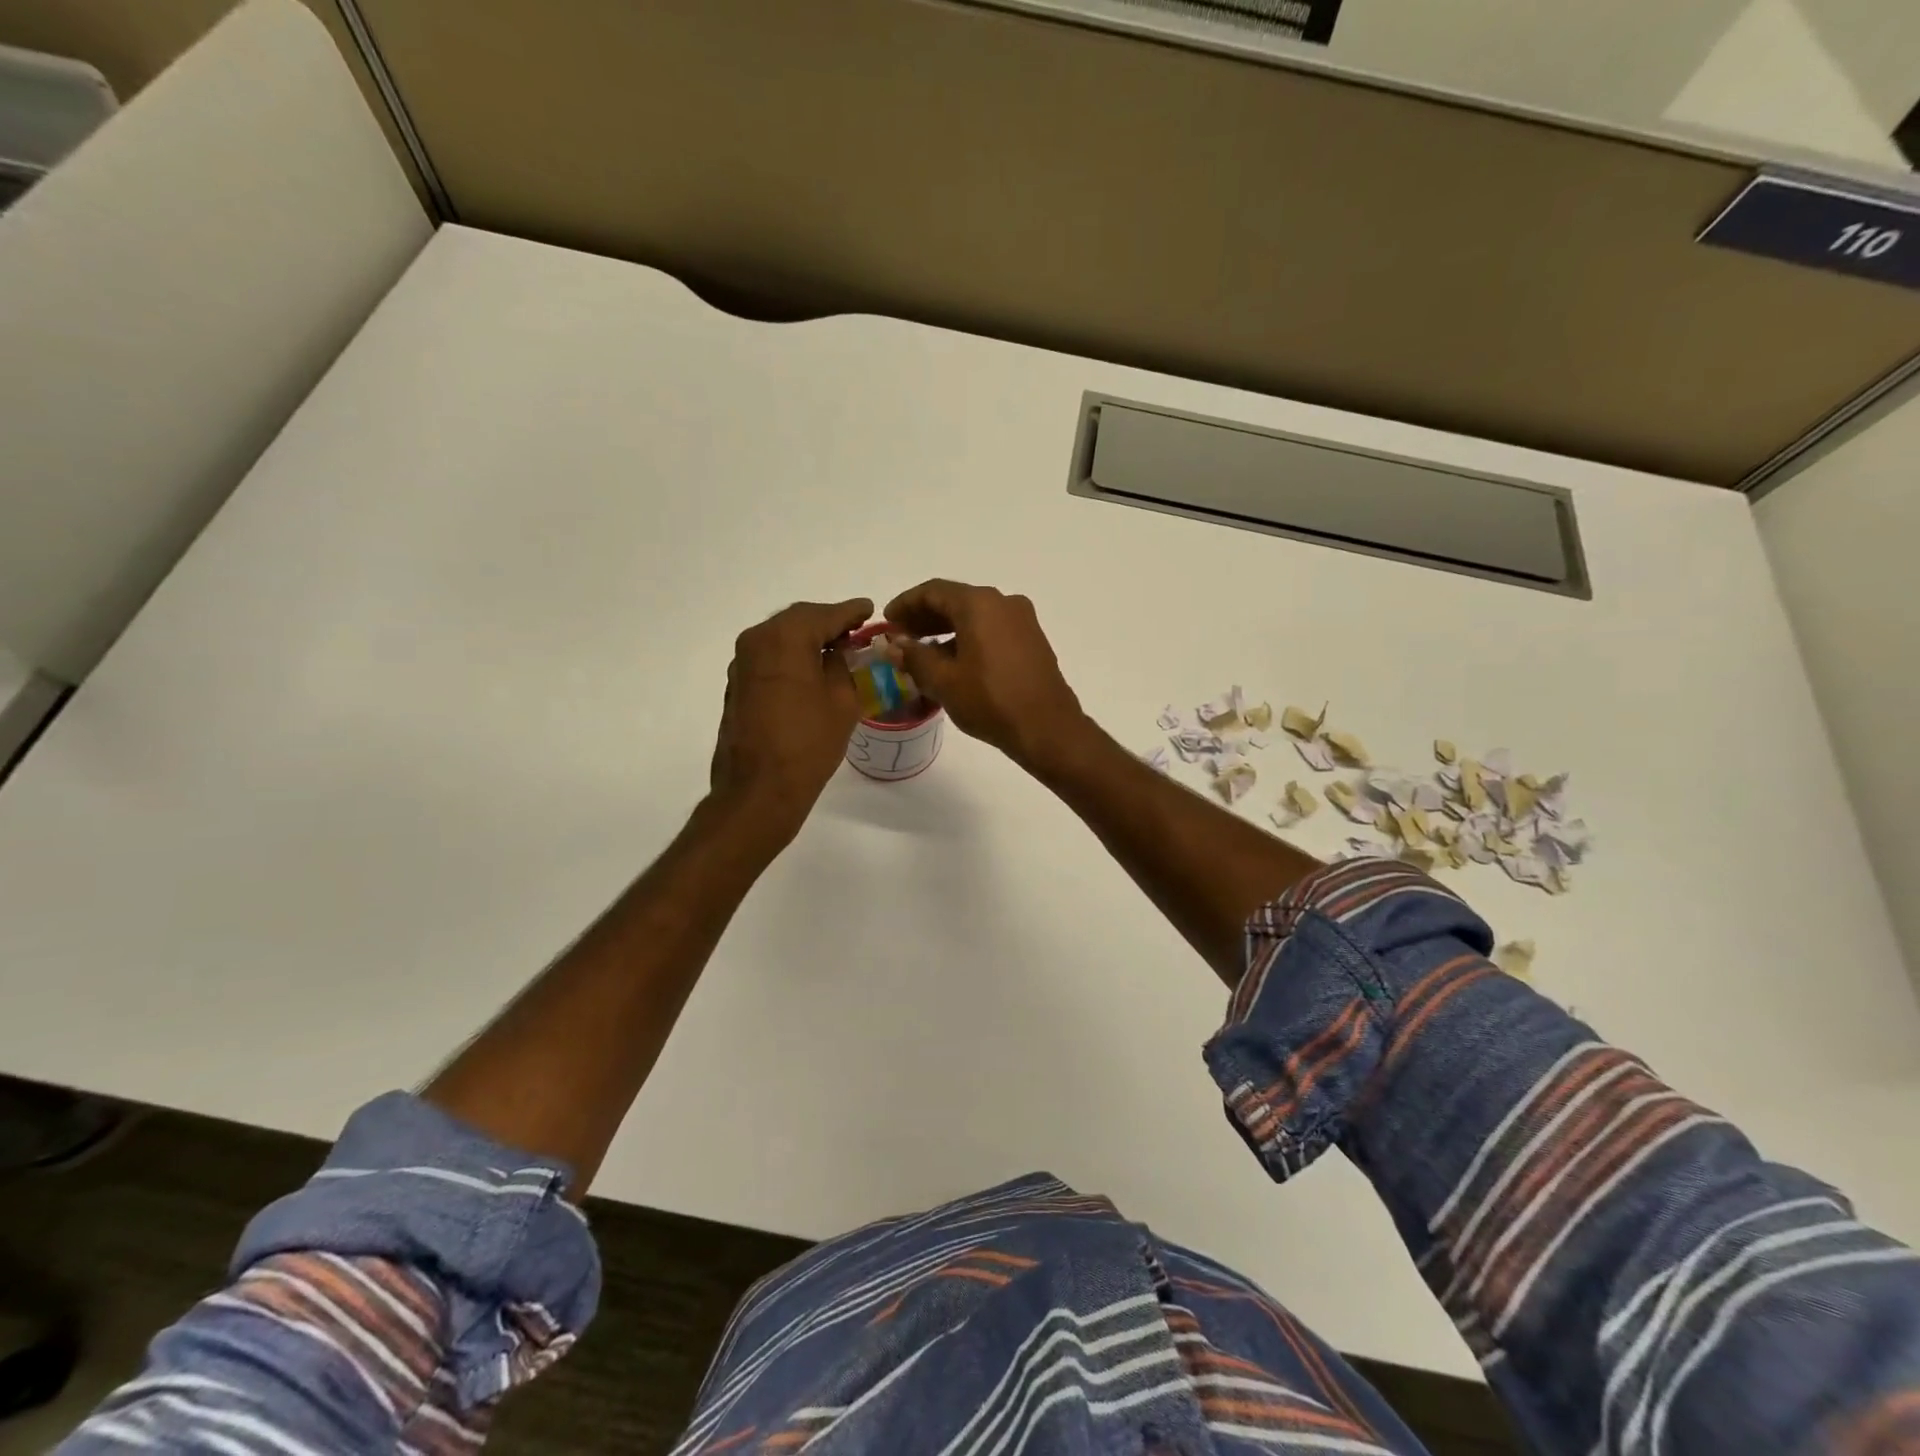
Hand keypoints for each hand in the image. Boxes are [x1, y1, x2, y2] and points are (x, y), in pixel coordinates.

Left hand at [710, 598, 872, 841]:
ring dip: (807, 639)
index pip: (824, 614)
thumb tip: (839, 652)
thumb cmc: (808, 744)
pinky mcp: (737, 686)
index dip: (850, 612)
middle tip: (855, 630)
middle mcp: (756, 641)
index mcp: (785, 638)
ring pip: (780, 638)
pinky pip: (769, 658)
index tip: (869, 609)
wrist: (759, 789)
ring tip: (836, 649)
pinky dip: (791, 656)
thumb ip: (842, 666)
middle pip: (798, 620)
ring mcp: (741, 664)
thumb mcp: (842, 701)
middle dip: (828, 622)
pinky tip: (810, 670)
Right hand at [883, 580, 1085, 768]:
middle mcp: (1003, 602)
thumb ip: (914, 657)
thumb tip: (895, 645)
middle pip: (955, 600)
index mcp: (979, 604)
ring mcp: (1022, 620)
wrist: (1047, 728)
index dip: (905, 604)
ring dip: (946, 628)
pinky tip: (954, 661)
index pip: (933, 591)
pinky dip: (968, 637)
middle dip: (925, 616)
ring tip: (923, 652)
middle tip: (901, 636)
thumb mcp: (943, 680)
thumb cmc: (990, 701)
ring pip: (975, 615)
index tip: (887, 620)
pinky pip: (992, 629)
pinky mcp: (1032, 640)